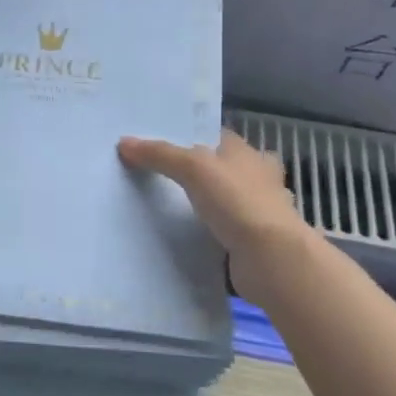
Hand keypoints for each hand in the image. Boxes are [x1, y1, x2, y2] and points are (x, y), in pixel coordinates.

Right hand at [117, 130, 308, 265]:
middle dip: (197, 173)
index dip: (190, 137)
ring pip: (223, 201)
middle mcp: (256, 179)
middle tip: (156, 176)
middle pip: (220, 169)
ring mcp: (256, 213)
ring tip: (164, 206)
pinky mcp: (251, 243)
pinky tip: (184, 235)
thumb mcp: (193, 167)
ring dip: (203, 204)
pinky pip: (222, 231)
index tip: (159, 143)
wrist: (271, 259)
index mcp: (247, 154)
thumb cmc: (237, 201)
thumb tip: (124, 143)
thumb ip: (159, 154)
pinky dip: (207, 232)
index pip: (216, 136)